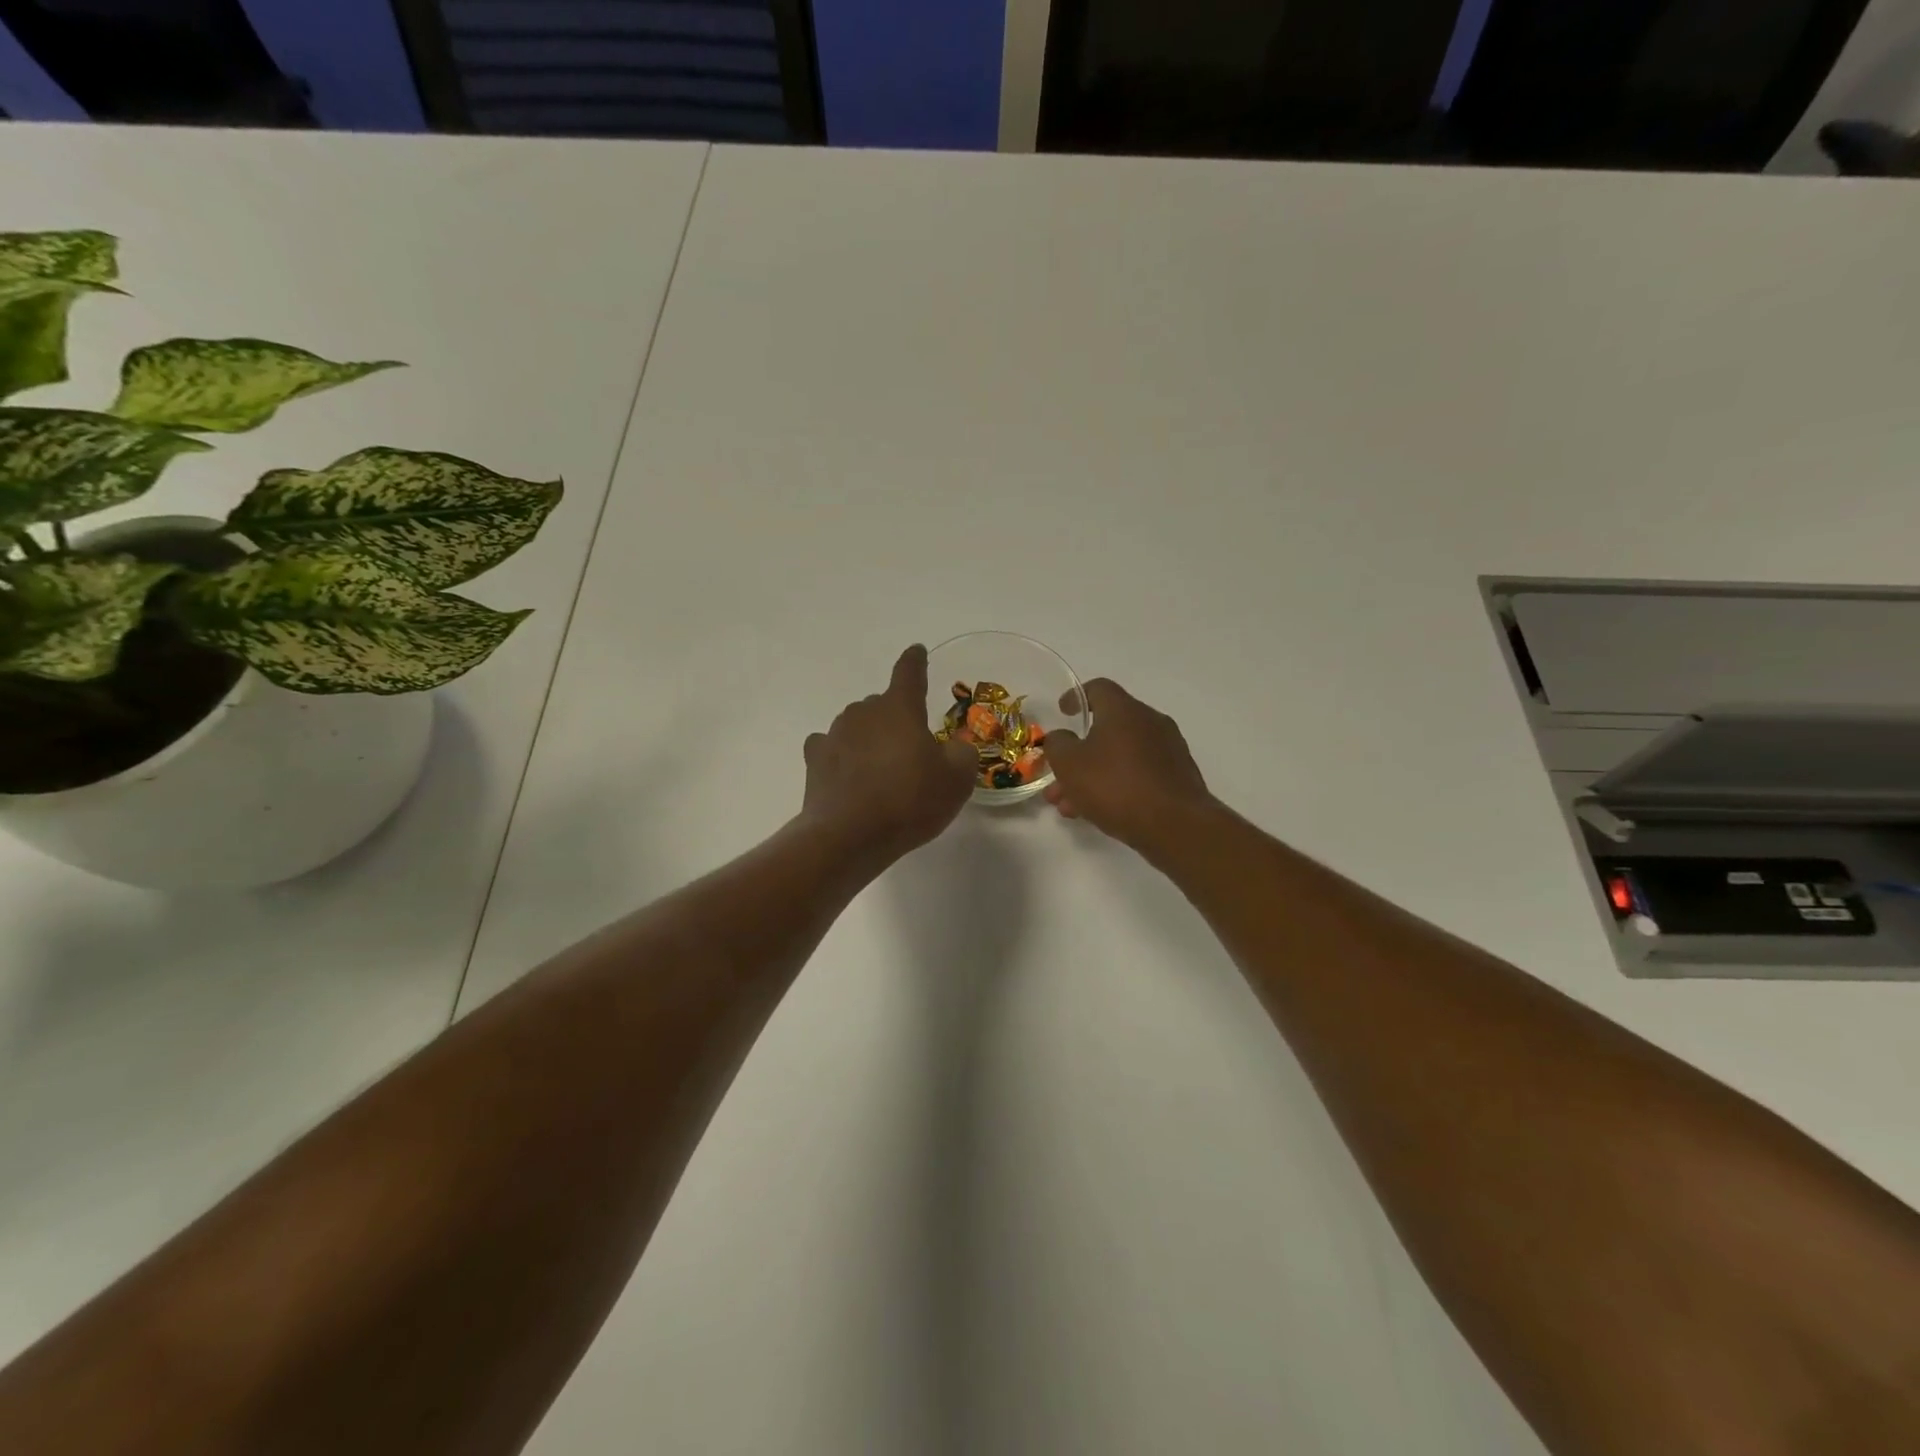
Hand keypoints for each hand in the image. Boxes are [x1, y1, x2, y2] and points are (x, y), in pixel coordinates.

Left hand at [802, 645, 978, 862]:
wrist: (850, 836)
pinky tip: (848, 773)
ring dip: (870, 739)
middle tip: (911, 751)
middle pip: (883, 705)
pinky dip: (842, 755)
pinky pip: (831, 747)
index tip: (917, 652)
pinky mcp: (815, 760)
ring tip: (882, 771)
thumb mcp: (956, 779)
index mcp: (900, 708)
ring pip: (858, 726)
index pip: (909, 672)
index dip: (916, 661)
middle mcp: (864, 712)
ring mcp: (835, 734)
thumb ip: (962, 754)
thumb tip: (954, 747)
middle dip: (897, 720)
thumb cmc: (910, 800)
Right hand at [1043, 679, 1215, 851]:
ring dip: (1092, 776)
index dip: (1076, 697)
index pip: (1099, 689)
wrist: (1175, 825)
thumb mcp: (1070, 764)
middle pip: (1107, 729)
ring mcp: (1168, 750)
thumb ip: (1057, 745)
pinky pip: (1138, 774)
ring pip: (1120, 757)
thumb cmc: (1116, 786)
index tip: (1062, 712)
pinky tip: (1098, 812)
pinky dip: (1115, 786)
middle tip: (1057, 778)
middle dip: (1078, 754)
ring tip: (1069, 806)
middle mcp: (1150, 723)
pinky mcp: (1177, 778)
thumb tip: (1062, 737)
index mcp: (1124, 710)